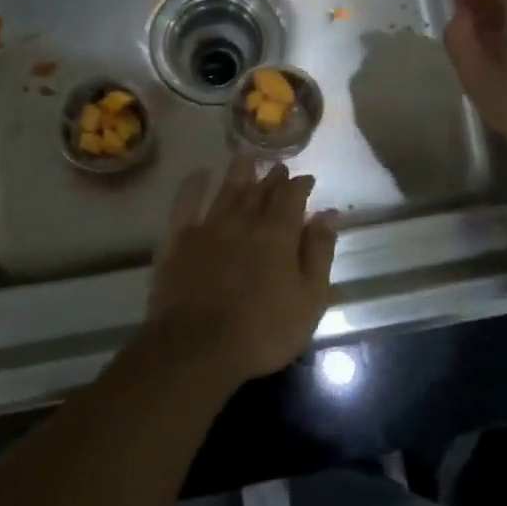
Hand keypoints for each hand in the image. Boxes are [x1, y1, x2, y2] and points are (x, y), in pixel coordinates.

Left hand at [139, 158, 338, 390]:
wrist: (197, 347)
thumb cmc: (263, 331)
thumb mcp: (309, 299)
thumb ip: (319, 253)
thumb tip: (328, 214)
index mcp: (278, 235)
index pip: (292, 197)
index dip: (300, 185)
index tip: (307, 179)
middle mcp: (244, 222)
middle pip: (260, 191)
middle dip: (272, 177)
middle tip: (279, 166)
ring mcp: (208, 229)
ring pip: (226, 192)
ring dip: (239, 173)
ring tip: (247, 158)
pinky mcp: (178, 242)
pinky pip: (185, 205)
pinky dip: (193, 186)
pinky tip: (199, 174)